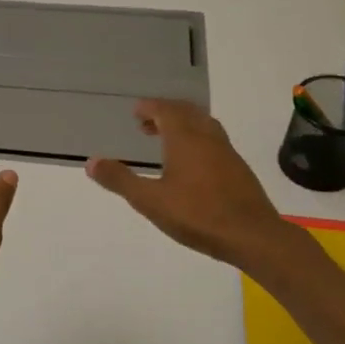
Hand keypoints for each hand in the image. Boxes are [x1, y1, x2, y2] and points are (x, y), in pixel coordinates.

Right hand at [87, 100, 293, 268]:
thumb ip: (120, 180)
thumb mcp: (150, 201)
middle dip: (166, 113)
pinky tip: (192, 164)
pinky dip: (198, 140)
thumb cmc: (197, 215)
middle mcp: (208, 138)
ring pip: (204, 125)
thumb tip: (91, 162)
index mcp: (185, 139)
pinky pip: (214, 141)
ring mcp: (227, 152)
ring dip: (183, 125)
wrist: (252, 236)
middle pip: (187, 113)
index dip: (150, 107)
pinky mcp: (239, 169)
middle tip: (147, 123)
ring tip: (167, 141)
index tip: (136, 111)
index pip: (166, 110)